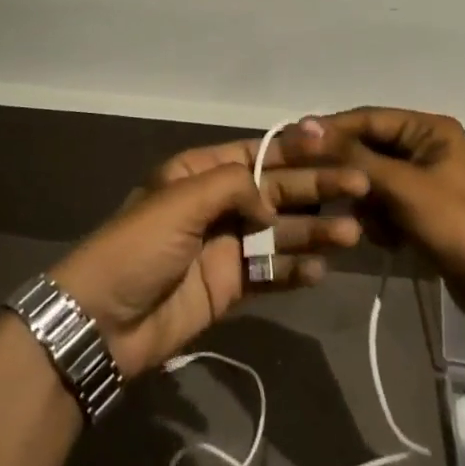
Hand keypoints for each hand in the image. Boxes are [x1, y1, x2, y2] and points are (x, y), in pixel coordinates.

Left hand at [49, 131, 368, 376]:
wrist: (103, 321)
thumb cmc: (138, 247)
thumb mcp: (180, 201)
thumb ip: (233, 186)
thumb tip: (271, 203)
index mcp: (198, 173)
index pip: (256, 154)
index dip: (295, 149)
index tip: (334, 144)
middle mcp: (216, 204)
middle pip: (275, 191)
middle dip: (316, 189)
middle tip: (361, 187)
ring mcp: (225, 247)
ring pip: (279, 233)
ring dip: (314, 231)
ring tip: (351, 233)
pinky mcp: (229, 286)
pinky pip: (270, 273)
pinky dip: (294, 271)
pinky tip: (319, 270)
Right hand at [285, 108, 464, 310]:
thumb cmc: (452, 222)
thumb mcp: (401, 185)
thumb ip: (353, 155)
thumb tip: (307, 125)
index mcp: (428, 129)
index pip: (368, 118)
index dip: (332, 130)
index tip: (295, 142)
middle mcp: (424, 146)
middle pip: (368, 148)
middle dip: (350, 173)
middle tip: (320, 187)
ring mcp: (421, 178)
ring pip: (370, 178)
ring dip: (366, 201)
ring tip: (369, 223)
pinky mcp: (417, 207)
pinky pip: (382, 202)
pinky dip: (379, 219)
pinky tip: (387, 238)